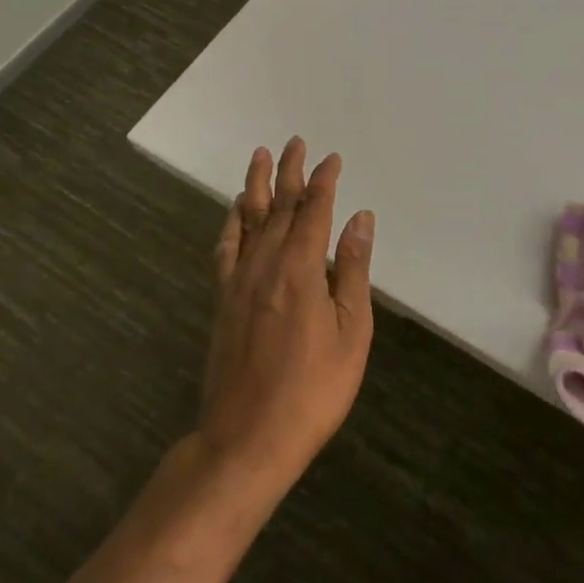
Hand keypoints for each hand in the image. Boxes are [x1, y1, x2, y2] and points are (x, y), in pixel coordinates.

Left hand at [197, 139, 374, 497]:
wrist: (246, 440)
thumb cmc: (312, 390)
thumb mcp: (351, 332)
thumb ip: (354, 270)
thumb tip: (360, 218)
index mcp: (302, 268)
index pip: (314, 209)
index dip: (324, 181)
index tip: (333, 158)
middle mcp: (266, 263)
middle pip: (278, 205)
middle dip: (289, 172)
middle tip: (295, 142)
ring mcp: (239, 281)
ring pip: (248, 219)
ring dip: (256, 185)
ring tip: (261, 156)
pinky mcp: (223, 300)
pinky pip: (226, 248)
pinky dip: (232, 223)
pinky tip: (235, 210)